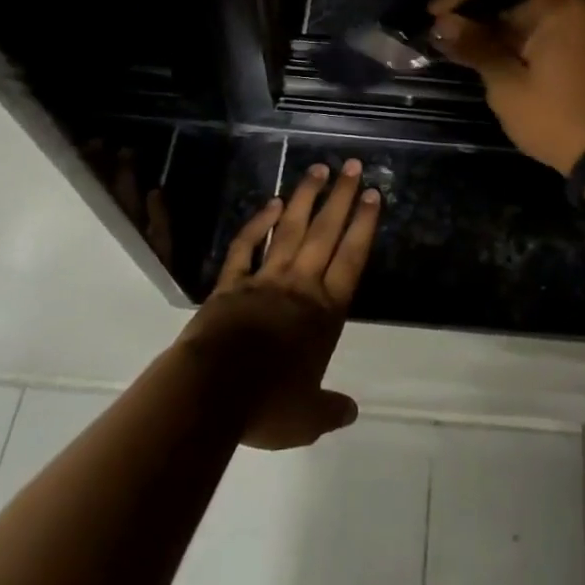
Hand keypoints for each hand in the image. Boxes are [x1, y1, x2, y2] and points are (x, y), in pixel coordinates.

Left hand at [176, 160, 381, 449]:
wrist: (212, 391)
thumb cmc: (267, 403)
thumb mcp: (306, 418)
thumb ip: (330, 409)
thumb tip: (351, 411)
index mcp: (324, 313)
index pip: (351, 259)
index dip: (363, 226)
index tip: (372, 194)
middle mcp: (300, 286)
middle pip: (325, 233)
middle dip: (341, 198)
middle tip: (351, 165)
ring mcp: (265, 278)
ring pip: (290, 229)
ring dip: (305, 198)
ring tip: (318, 169)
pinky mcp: (231, 282)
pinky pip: (247, 246)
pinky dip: (257, 223)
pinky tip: (271, 203)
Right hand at [428, 0, 584, 173]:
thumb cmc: (557, 119)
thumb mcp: (508, 85)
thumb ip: (475, 46)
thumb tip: (443, 23)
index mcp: (558, 3)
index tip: (433, 13)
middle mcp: (578, 1)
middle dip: (478, 8)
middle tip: (445, 30)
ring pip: (533, 7)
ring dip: (498, 22)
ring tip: (463, 43)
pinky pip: (551, 23)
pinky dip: (522, 33)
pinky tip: (495, 51)